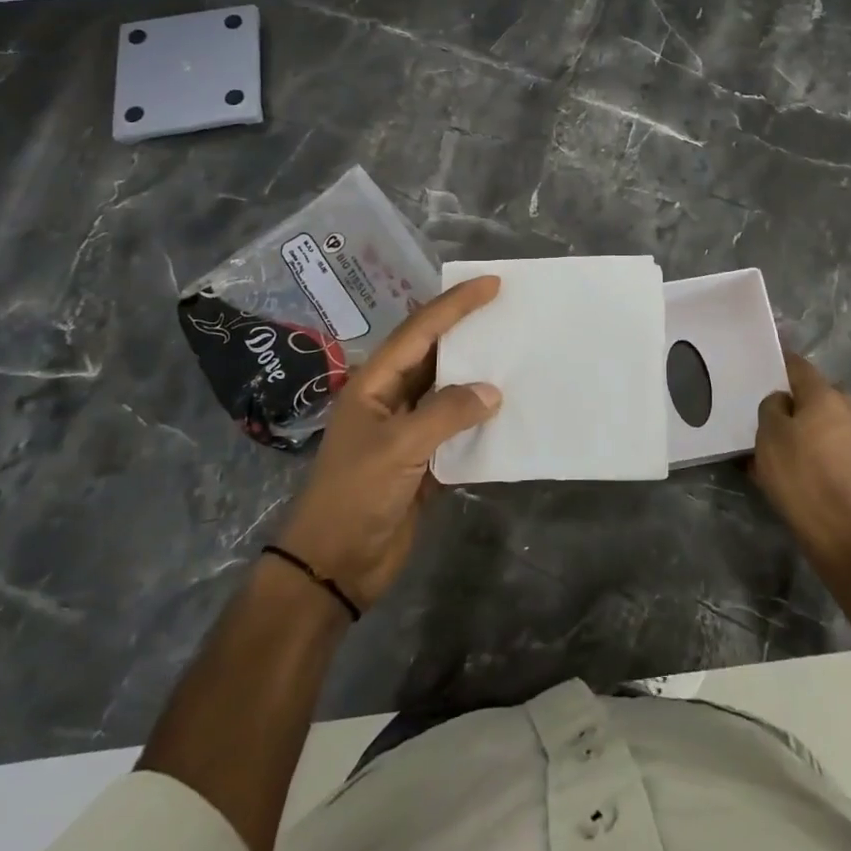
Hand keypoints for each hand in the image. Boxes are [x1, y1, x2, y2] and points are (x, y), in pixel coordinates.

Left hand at [275, 277, 502, 609]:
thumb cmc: (355, 496)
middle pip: (434, 353)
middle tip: (508, 310)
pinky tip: (508, 409)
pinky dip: (481, 416)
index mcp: (374, 383)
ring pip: (448, 389)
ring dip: (478, 372)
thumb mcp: (399, 448)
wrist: (335, 566)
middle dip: (468, 330)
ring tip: (515, 351)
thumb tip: (492, 392)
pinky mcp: (423, 460)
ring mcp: (407, 429)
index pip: (420, 332)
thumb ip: (446, 414)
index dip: (455, 305)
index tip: (491, 284)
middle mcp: (391, 398)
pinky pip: (457, 426)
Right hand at [750, 351, 850, 563]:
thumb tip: (783, 402)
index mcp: (824, 395)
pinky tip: (789, 468)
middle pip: (813, 393)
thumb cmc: (800, 474)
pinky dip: (809, 449)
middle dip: (791, 398)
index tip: (758, 367)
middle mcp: (845, 409)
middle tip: (765, 411)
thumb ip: (772, 407)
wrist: (840, 530)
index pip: (798, 365)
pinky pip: (826, 445)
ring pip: (820, 421)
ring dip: (800, 426)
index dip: (777, 363)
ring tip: (772, 444)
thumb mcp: (769, 434)